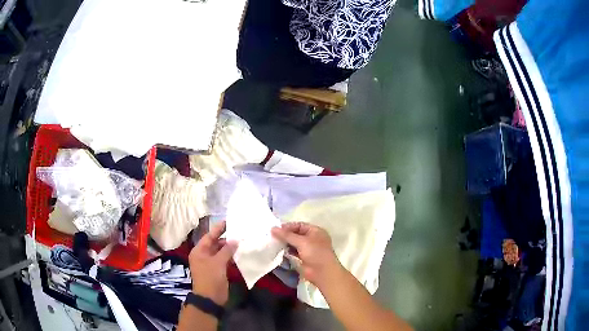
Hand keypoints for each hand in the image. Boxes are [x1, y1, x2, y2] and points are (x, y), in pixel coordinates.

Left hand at [188, 221, 237, 304]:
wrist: (210, 297)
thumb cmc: (210, 277)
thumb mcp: (218, 262)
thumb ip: (227, 250)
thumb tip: (235, 240)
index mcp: (199, 251)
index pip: (209, 236)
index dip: (218, 229)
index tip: (228, 221)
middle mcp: (203, 255)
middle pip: (215, 243)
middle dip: (225, 239)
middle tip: (238, 231)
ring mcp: (210, 263)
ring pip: (220, 252)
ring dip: (229, 248)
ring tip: (241, 241)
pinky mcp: (217, 270)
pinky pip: (224, 260)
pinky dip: (230, 256)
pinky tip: (240, 253)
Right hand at [271, 222, 341, 288]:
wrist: (322, 273)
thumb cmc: (315, 253)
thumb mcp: (302, 242)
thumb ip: (287, 235)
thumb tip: (273, 228)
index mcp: (315, 231)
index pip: (299, 225)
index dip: (288, 227)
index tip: (275, 229)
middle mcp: (312, 238)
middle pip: (296, 234)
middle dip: (285, 235)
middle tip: (272, 235)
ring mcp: (308, 249)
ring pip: (294, 243)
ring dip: (285, 243)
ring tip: (273, 242)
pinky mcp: (303, 258)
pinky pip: (293, 252)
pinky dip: (287, 251)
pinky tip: (278, 250)